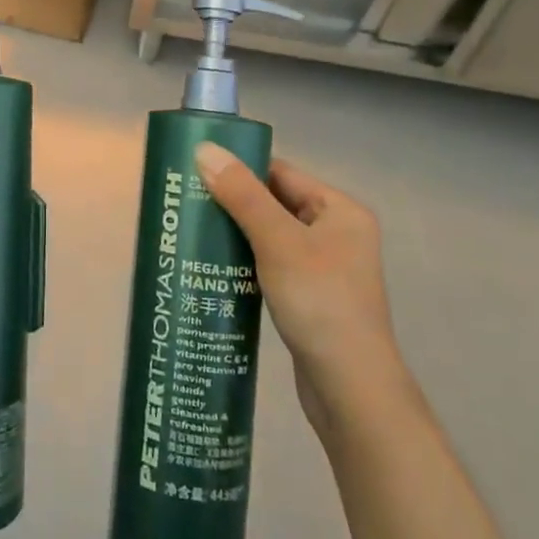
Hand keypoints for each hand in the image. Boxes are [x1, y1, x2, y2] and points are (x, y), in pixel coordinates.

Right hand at [195, 144, 407, 432]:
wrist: (350, 389)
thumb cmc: (319, 303)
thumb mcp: (278, 242)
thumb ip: (241, 195)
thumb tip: (204, 149)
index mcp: (340, 210)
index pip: (281, 173)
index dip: (240, 169)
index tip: (197, 170)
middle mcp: (337, 232)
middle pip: (275, 202)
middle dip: (233, 201)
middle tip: (187, 201)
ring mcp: (325, 267)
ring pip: (270, 234)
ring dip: (236, 232)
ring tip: (194, 230)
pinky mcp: (310, 295)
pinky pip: (272, 262)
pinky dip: (246, 259)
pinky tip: (215, 264)